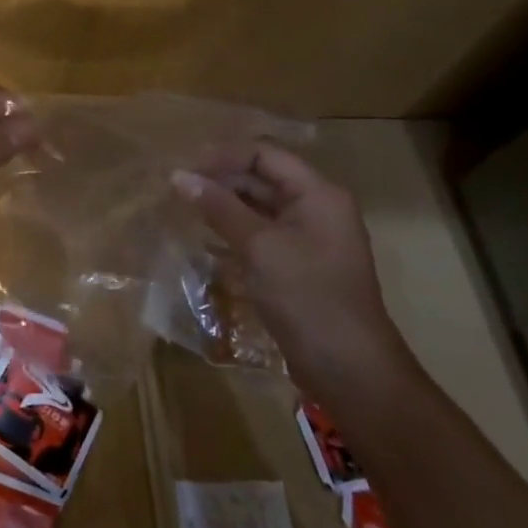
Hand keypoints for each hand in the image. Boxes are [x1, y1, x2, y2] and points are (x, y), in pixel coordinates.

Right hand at [172, 144, 411, 401]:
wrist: (350, 373)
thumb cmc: (308, 299)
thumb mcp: (260, 247)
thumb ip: (219, 207)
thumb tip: (178, 176)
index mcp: (318, 195)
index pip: (264, 154)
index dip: (224, 156)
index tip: (185, 170)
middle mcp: (315, 209)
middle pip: (261, 178)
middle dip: (219, 180)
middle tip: (177, 190)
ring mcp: (306, 240)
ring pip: (257, 207)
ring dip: (222, 206)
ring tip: (182, 210)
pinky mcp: (295, 266)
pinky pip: (259, 235)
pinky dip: (231, 232)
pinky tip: (203, 239)